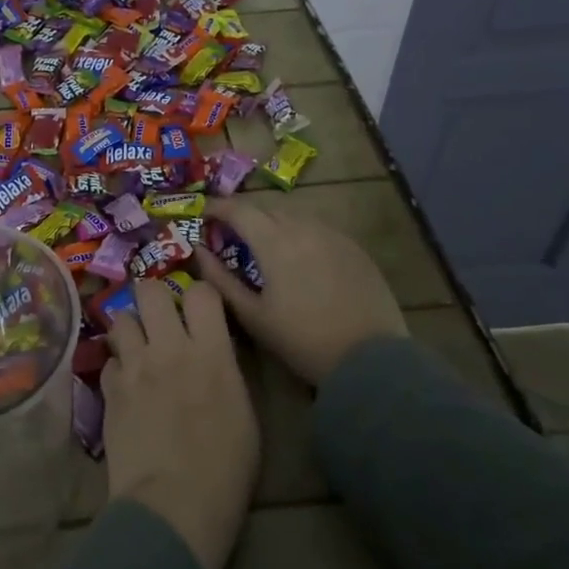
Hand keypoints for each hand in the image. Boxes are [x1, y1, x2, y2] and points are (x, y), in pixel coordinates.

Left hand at [102, 279, 258, 568]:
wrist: (173, 505)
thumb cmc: (225, 470)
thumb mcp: (244, 413)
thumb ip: (225, 370)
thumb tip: (212, 353)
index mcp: (211, 352)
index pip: (201, 292)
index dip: (201, 296)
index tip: (201, 310)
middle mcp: (169, 348)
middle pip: (149, 289)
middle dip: (154, 297)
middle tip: (160, 318)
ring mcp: (134, 367)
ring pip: (120, 317)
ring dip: (130, 329)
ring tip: (138, 348)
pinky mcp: (109, 389)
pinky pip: (108, 360)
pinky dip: (117, 368)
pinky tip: (125, 386)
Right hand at [193, 197, 407, 385]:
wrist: (370, 360)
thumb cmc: (302, 340)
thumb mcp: (252, 315)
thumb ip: (220, 279)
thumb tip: (199, 250)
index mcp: (274, 242)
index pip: (238, 209)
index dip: (216, 208)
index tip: (203, 216)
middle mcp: (303, 227)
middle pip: (265, 208)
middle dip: (244, 216)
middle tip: (230, 236)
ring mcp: (333, 235)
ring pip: (293, 216)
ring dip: (273, 224)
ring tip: (264, 247)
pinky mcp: (354, 248)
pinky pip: (318, 229)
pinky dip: (299, 234)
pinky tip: (299, 259)